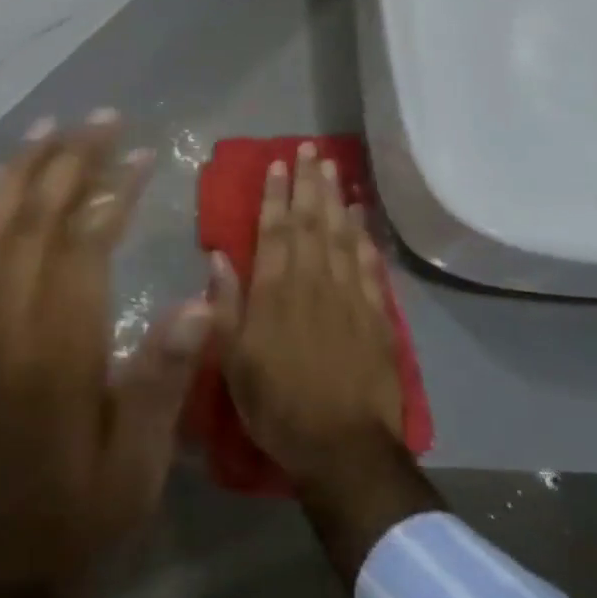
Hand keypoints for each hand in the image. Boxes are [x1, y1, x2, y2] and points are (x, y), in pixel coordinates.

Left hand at [0, 114, 213, 597]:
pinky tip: (4, 184)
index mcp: (56, 348)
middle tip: (100, 118)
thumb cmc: (76, 515)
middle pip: (35, 219)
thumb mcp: (137, 466)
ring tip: (51, 128)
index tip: (139, 153)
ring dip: (25, 171)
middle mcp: (7, 321)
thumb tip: (203, 301)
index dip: (111, 191)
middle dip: (69, 161)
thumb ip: (163, 378)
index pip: (82, 244)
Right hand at [213, 143, 404, 492]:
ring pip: (342, 235)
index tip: (277, 164)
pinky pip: (370, 265)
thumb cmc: (276, 404)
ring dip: (336, 199)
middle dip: (308, 183)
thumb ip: (225, 305)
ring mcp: (350, 296)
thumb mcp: (233, 361)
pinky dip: (364, 236)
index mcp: (275, 292)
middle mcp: (313, 283)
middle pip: (311, 222)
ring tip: (334, 168)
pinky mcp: (377, 315)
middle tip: (310, 149)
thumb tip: (219, 256)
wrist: (342, 447)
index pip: (275, 230)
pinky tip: (361, 217)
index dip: (275, 195)